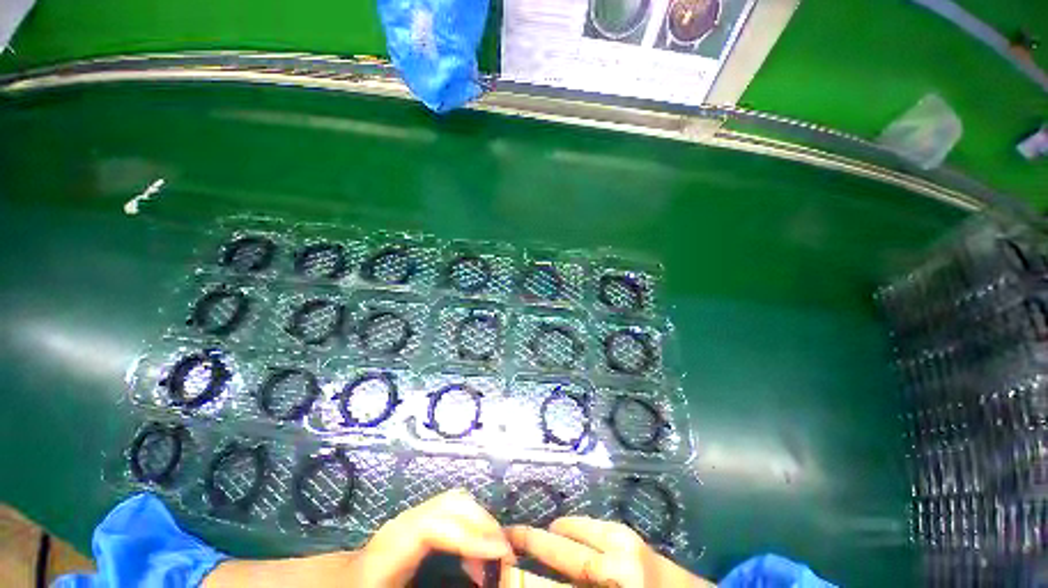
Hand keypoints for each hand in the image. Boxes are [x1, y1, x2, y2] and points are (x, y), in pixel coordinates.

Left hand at [203, 488, 514, 587]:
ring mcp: (413, 516)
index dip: (472, 534)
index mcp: (398, 540)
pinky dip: (470, 526)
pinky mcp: (418, 521)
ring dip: (479, 522)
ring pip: (456, 503)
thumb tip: (468, 581)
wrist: (338, 585)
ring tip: (492, 554)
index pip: (442, 522)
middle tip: (503, 552)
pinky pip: (453, 512)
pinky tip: (473, 555)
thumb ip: (431, 586)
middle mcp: (408, 519)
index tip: (500, 552)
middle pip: (455, 502)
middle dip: (483, 521)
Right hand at [503, 517, 712, 587]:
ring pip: (575, 532)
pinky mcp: (630, 533)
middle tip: (506, 537)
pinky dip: (572, 527)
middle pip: (563, 551)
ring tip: (530, 535)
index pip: (561, 577)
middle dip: (531, 543)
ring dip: (551, 533)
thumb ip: (578, 586)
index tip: (505, 566)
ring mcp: (625, 542)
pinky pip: (592, 526)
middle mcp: (618, 563)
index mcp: (616, 582)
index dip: (528, 575)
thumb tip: (547, 578)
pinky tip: (563, 530)